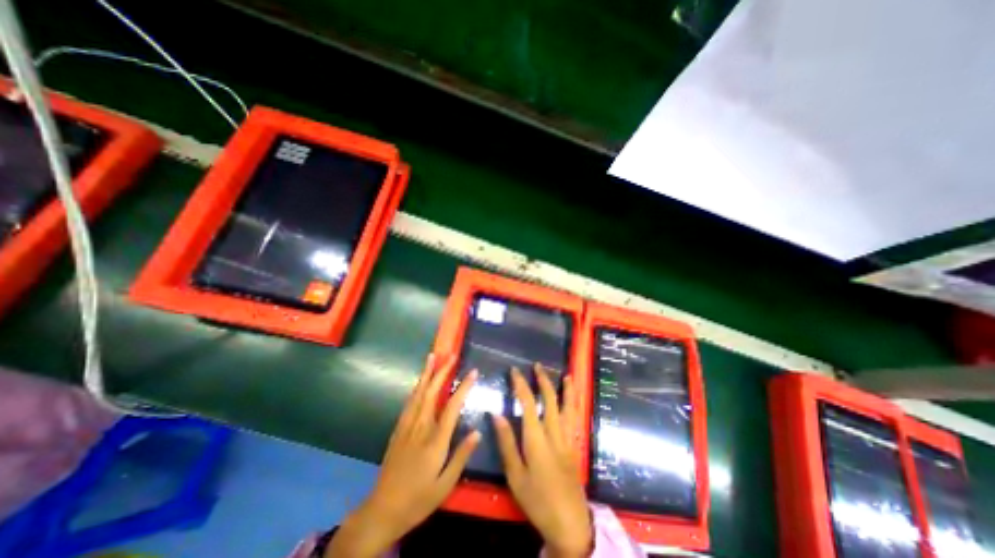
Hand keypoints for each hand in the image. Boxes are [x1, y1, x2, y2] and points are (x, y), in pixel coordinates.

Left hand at [326, 355, 479, 554]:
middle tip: (451, 355)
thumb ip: (461, 456)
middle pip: (431, 392)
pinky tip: (419, 382)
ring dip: (426, 374)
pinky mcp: (398, 430)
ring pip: (418, 393)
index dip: (463, 387)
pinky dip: (416, 388)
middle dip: (442, 371)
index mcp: (435, 440)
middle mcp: (420, 427)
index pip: (452, 406)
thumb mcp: (445, 485)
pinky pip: (409, 402)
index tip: (473, 372)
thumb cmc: (418, 499)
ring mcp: (407, 426)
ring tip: (432, 357)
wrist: (382, 510)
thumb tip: (478, 432)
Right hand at [493, 366, 593, 557]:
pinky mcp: (575, 446)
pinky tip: (574, 401)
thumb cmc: (537, 500)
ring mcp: (568, 439)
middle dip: (543, 380)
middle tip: (537, 366)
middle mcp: (554, 433)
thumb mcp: (515, 475)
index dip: (521, 384)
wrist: (569, 523)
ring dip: (566, 389)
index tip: (514, 371)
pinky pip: (575, 419)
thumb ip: (506, 442)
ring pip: (568, 407)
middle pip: (550, 399)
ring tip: (567, 376)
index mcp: (537, 438)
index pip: (528, 403)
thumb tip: (496, 414)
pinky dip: (575, 405)